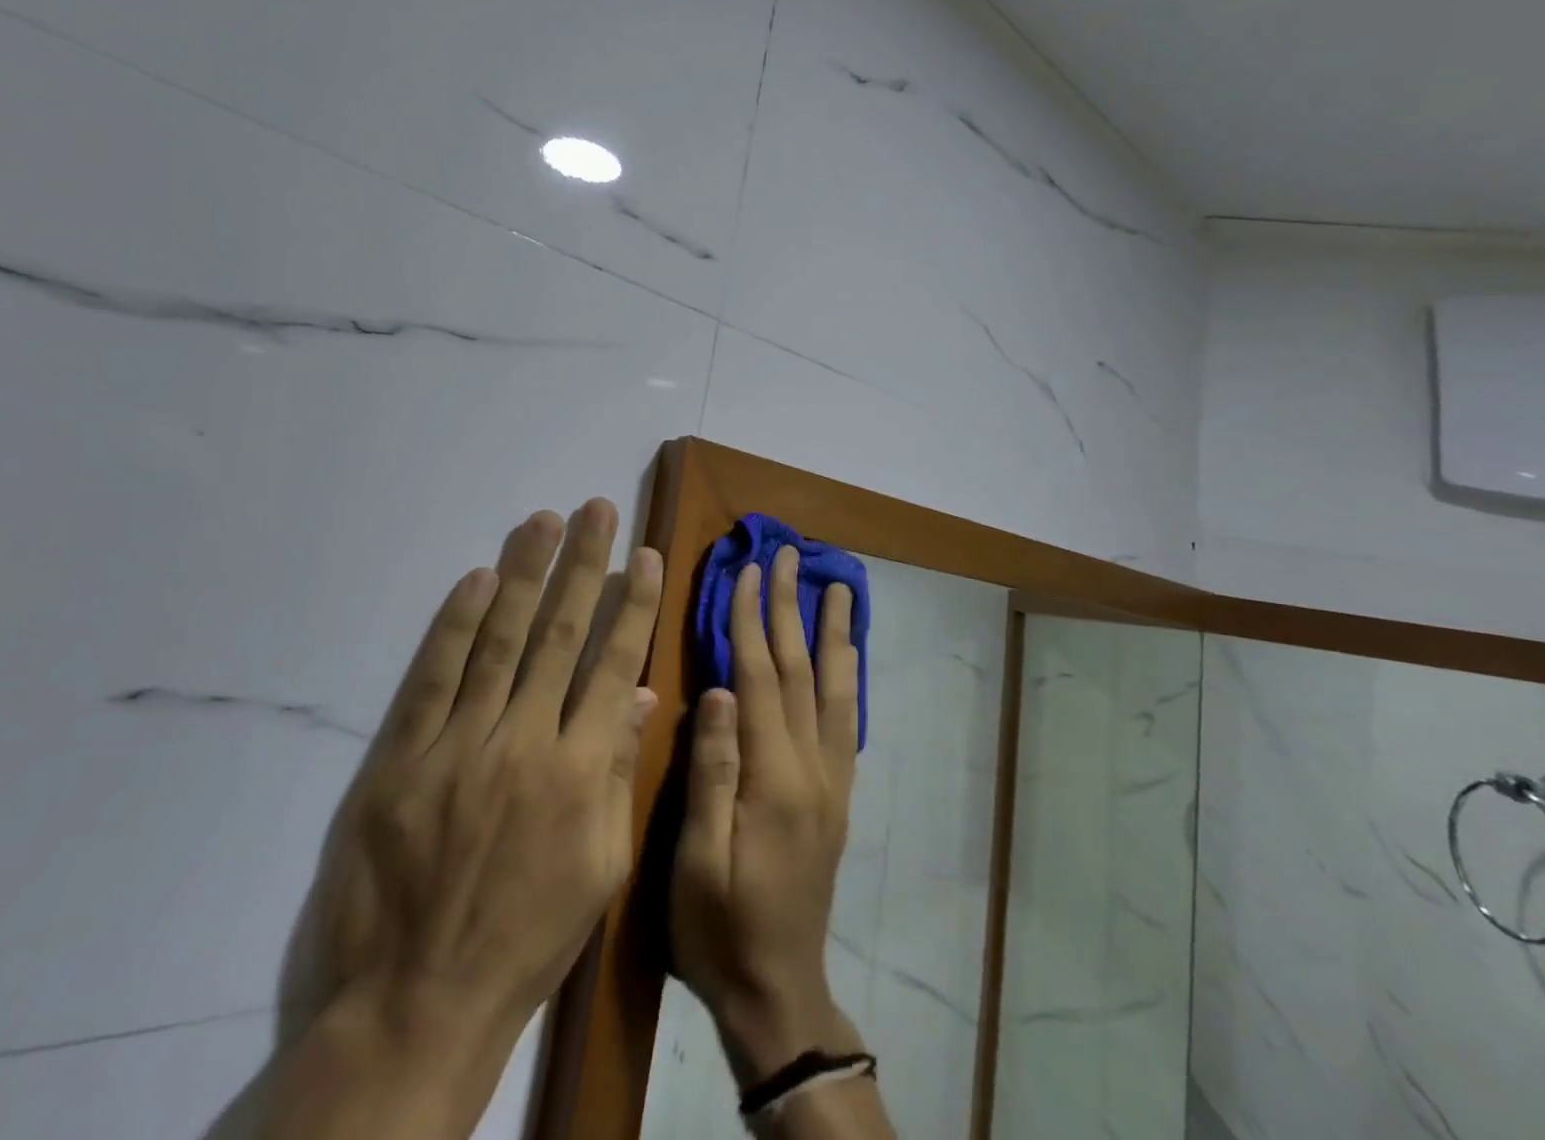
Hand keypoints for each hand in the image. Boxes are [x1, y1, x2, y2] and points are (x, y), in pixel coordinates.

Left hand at [268, 499, 663, 1139]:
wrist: (414, 1003)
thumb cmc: (525, 937)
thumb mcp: (600, 867)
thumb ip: (619, 772)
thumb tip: (638, 694)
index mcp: (582, 770)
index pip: (614, 662)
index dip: (633, 603)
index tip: (646, 554)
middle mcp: (527, 740)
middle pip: (561, 633)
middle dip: (584, 564)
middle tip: (597, 508)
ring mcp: (460, 743)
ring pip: (500, 638)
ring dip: (524, 572)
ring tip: (544, 520)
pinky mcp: (402, 755)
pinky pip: (435, 675)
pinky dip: (457, 623)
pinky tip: (477, 578)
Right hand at [670, 545, 860, 1082]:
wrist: (779, 989)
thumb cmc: (720, 927)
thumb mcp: (695, 861)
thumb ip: (710, 772)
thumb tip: (717, 690)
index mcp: (773, 778)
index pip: (760, 678)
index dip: (751, 620)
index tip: (746, 571)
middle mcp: (812, 767)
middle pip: (801, 670)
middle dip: (792, 607)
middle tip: (790, 555)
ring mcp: (832, 778)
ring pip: (835, 688)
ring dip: (833, 631)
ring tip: (839, 586)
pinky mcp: (838, 793)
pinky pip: (847, 719)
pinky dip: (848, 675)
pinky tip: (848, 652)